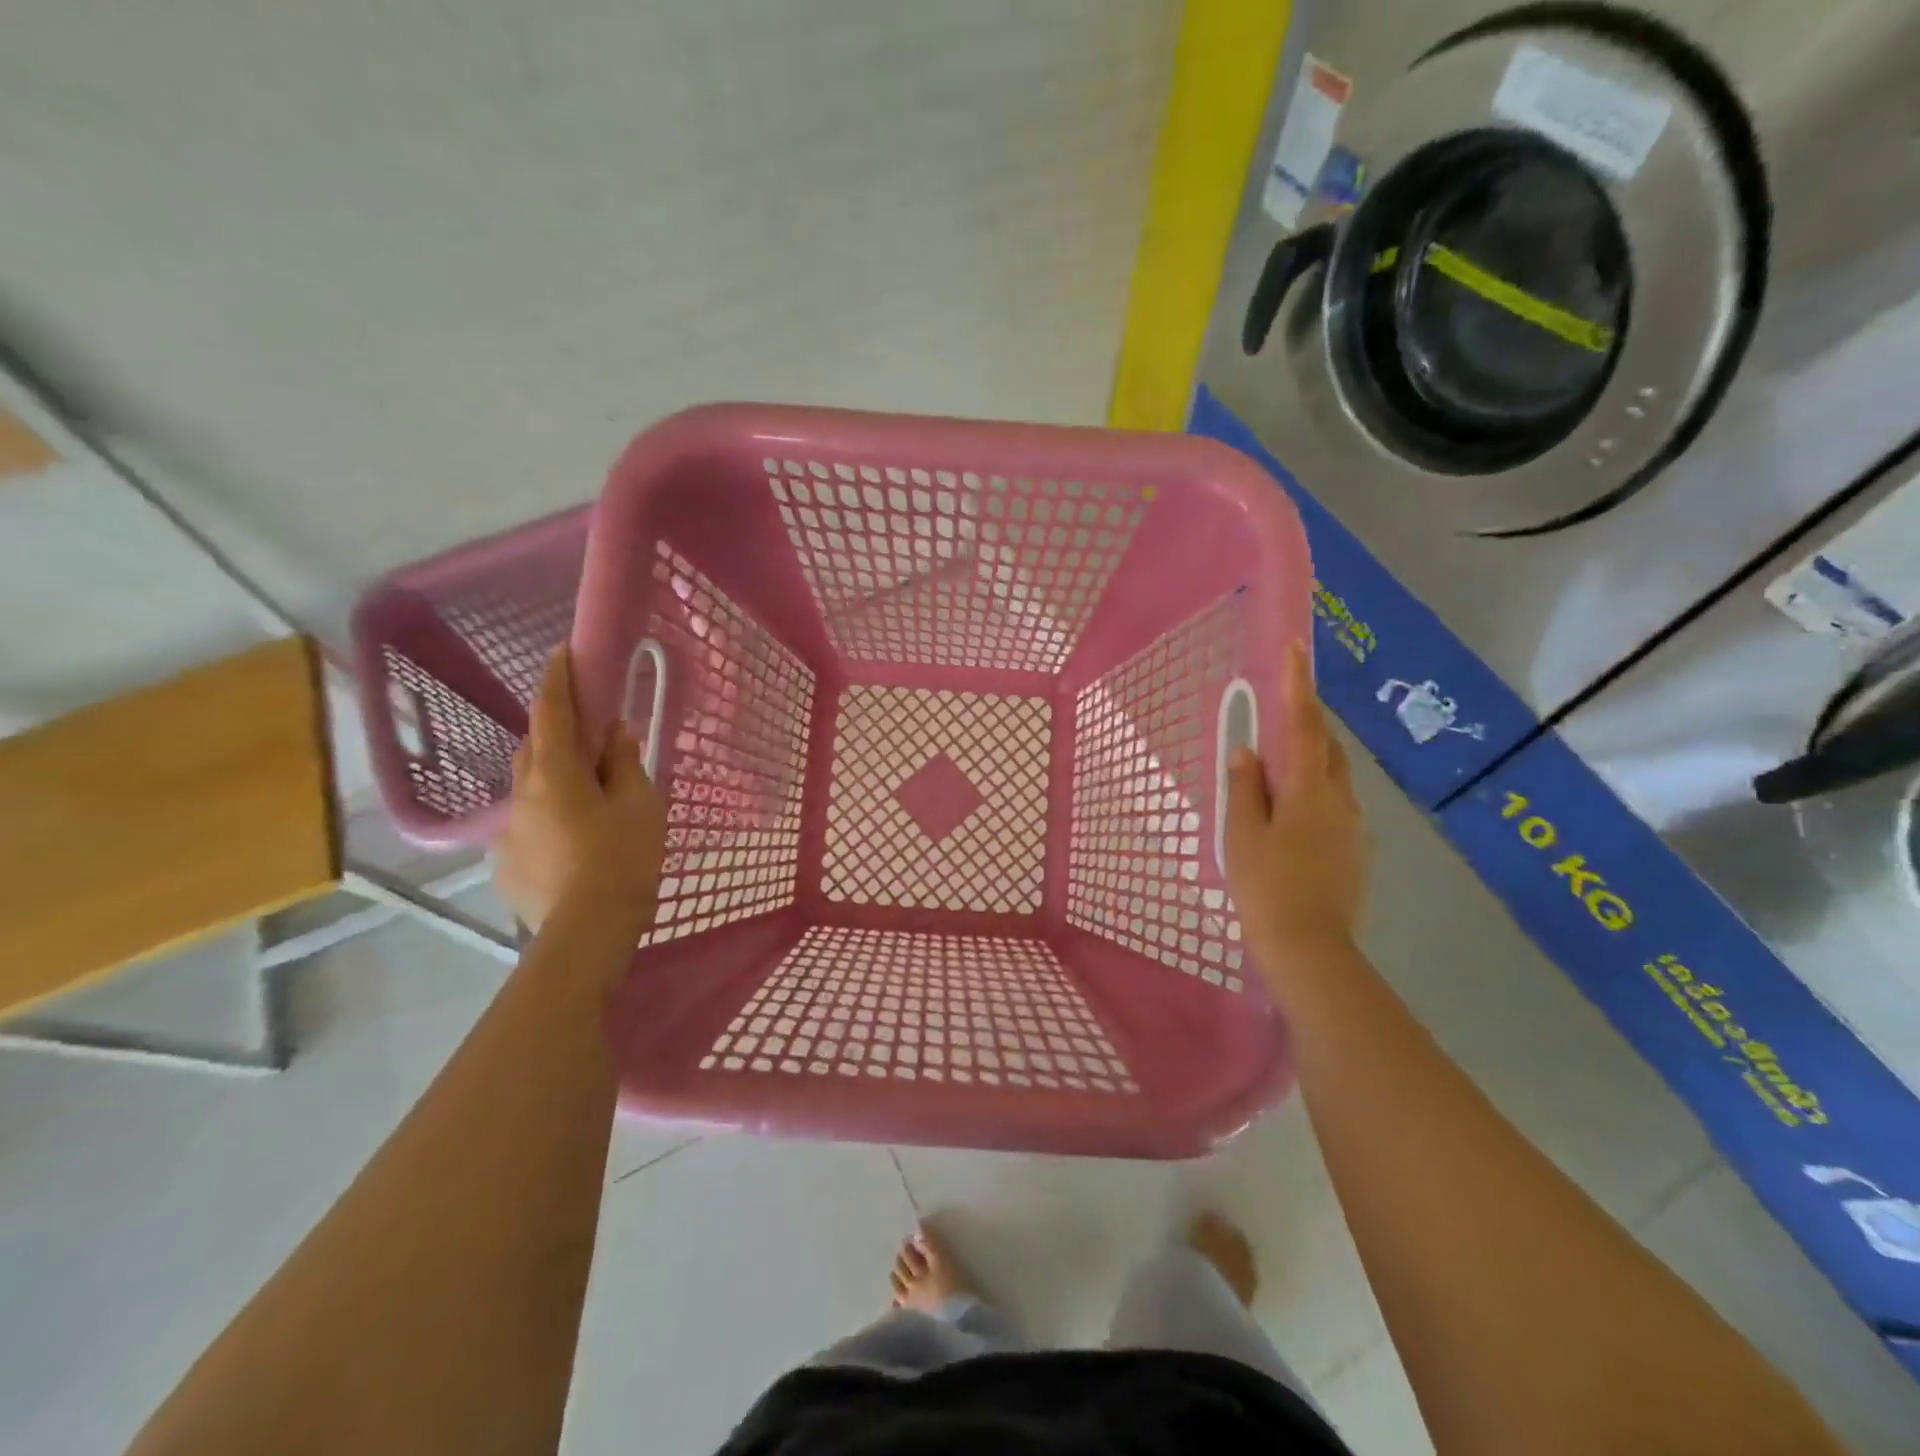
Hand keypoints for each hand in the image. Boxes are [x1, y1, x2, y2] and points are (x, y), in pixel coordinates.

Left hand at [492, 647, 666, 937]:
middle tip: (588, 735)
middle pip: (534, 748)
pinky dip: (548, 818)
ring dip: (552, 778)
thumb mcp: (640, 805)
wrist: (586, 932)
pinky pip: (527, 825)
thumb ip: (625, 764)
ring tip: (584, 796)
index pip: (552, 712)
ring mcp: (507, 832)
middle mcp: (521, 795)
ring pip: (529, 789)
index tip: (561, 653)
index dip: (557, 679)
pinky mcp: (505, 864)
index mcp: (554, 773)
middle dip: (556, 731)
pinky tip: (572, 843)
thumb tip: (614, 734)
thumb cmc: (622, 858)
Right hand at [1224, 643, 1369, 984]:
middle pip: (1327, 748)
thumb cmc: (1266, 887)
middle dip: (1307, 724)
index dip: (1299, 685)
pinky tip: (1290, 817)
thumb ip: (1244, 788)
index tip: (1296, 648)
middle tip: (1277, 718)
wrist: (1310, 950)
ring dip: (1311, 761)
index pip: (1305, 725)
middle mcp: (1341, 800)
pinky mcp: (1356, 851)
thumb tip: (1247, 750)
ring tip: (1278, 771)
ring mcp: (1354, 827)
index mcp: (1308, 791)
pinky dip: (1314, 793)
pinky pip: (1335, 805)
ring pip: (1334, 778)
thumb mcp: (1242, 835)